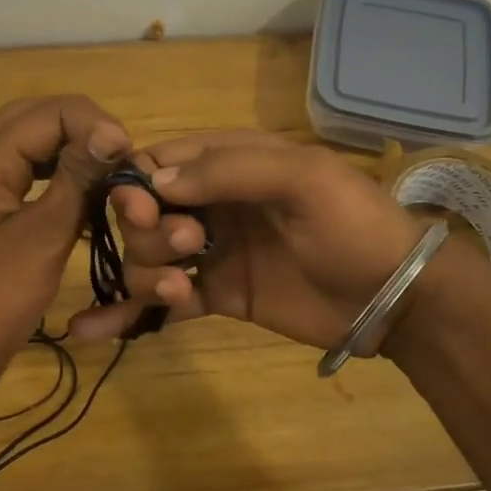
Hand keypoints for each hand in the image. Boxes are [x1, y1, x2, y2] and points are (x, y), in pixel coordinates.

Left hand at [0, 96, 128, 404]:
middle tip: (120, 154)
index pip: (50, 112)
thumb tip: (113, 131)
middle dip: (82, 127)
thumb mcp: (41, 237)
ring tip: (112, 172)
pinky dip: (65, 181)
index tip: (129, 158)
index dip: (95, 124)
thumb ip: (77, 181)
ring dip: (74, 152)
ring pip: (35, 150)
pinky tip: (91, 201)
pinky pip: (34, 181)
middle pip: (36, 120)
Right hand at [68, 131, 428, 351]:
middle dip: (149, 231)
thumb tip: (153, 179)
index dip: (137, 184)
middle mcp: (214, 203)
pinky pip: (164, 299)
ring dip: (149, 273)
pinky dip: (130, 311)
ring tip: (184, 292)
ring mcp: (213, 251)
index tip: (141, 211)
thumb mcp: (302, 180)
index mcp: (232, 161)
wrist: (396, 297)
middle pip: (146, 211)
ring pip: (149, 256)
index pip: (161, 160)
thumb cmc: (354, 225)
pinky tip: (93, 330)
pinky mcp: (218, 295)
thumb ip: (229, 170)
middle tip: (188, 247)